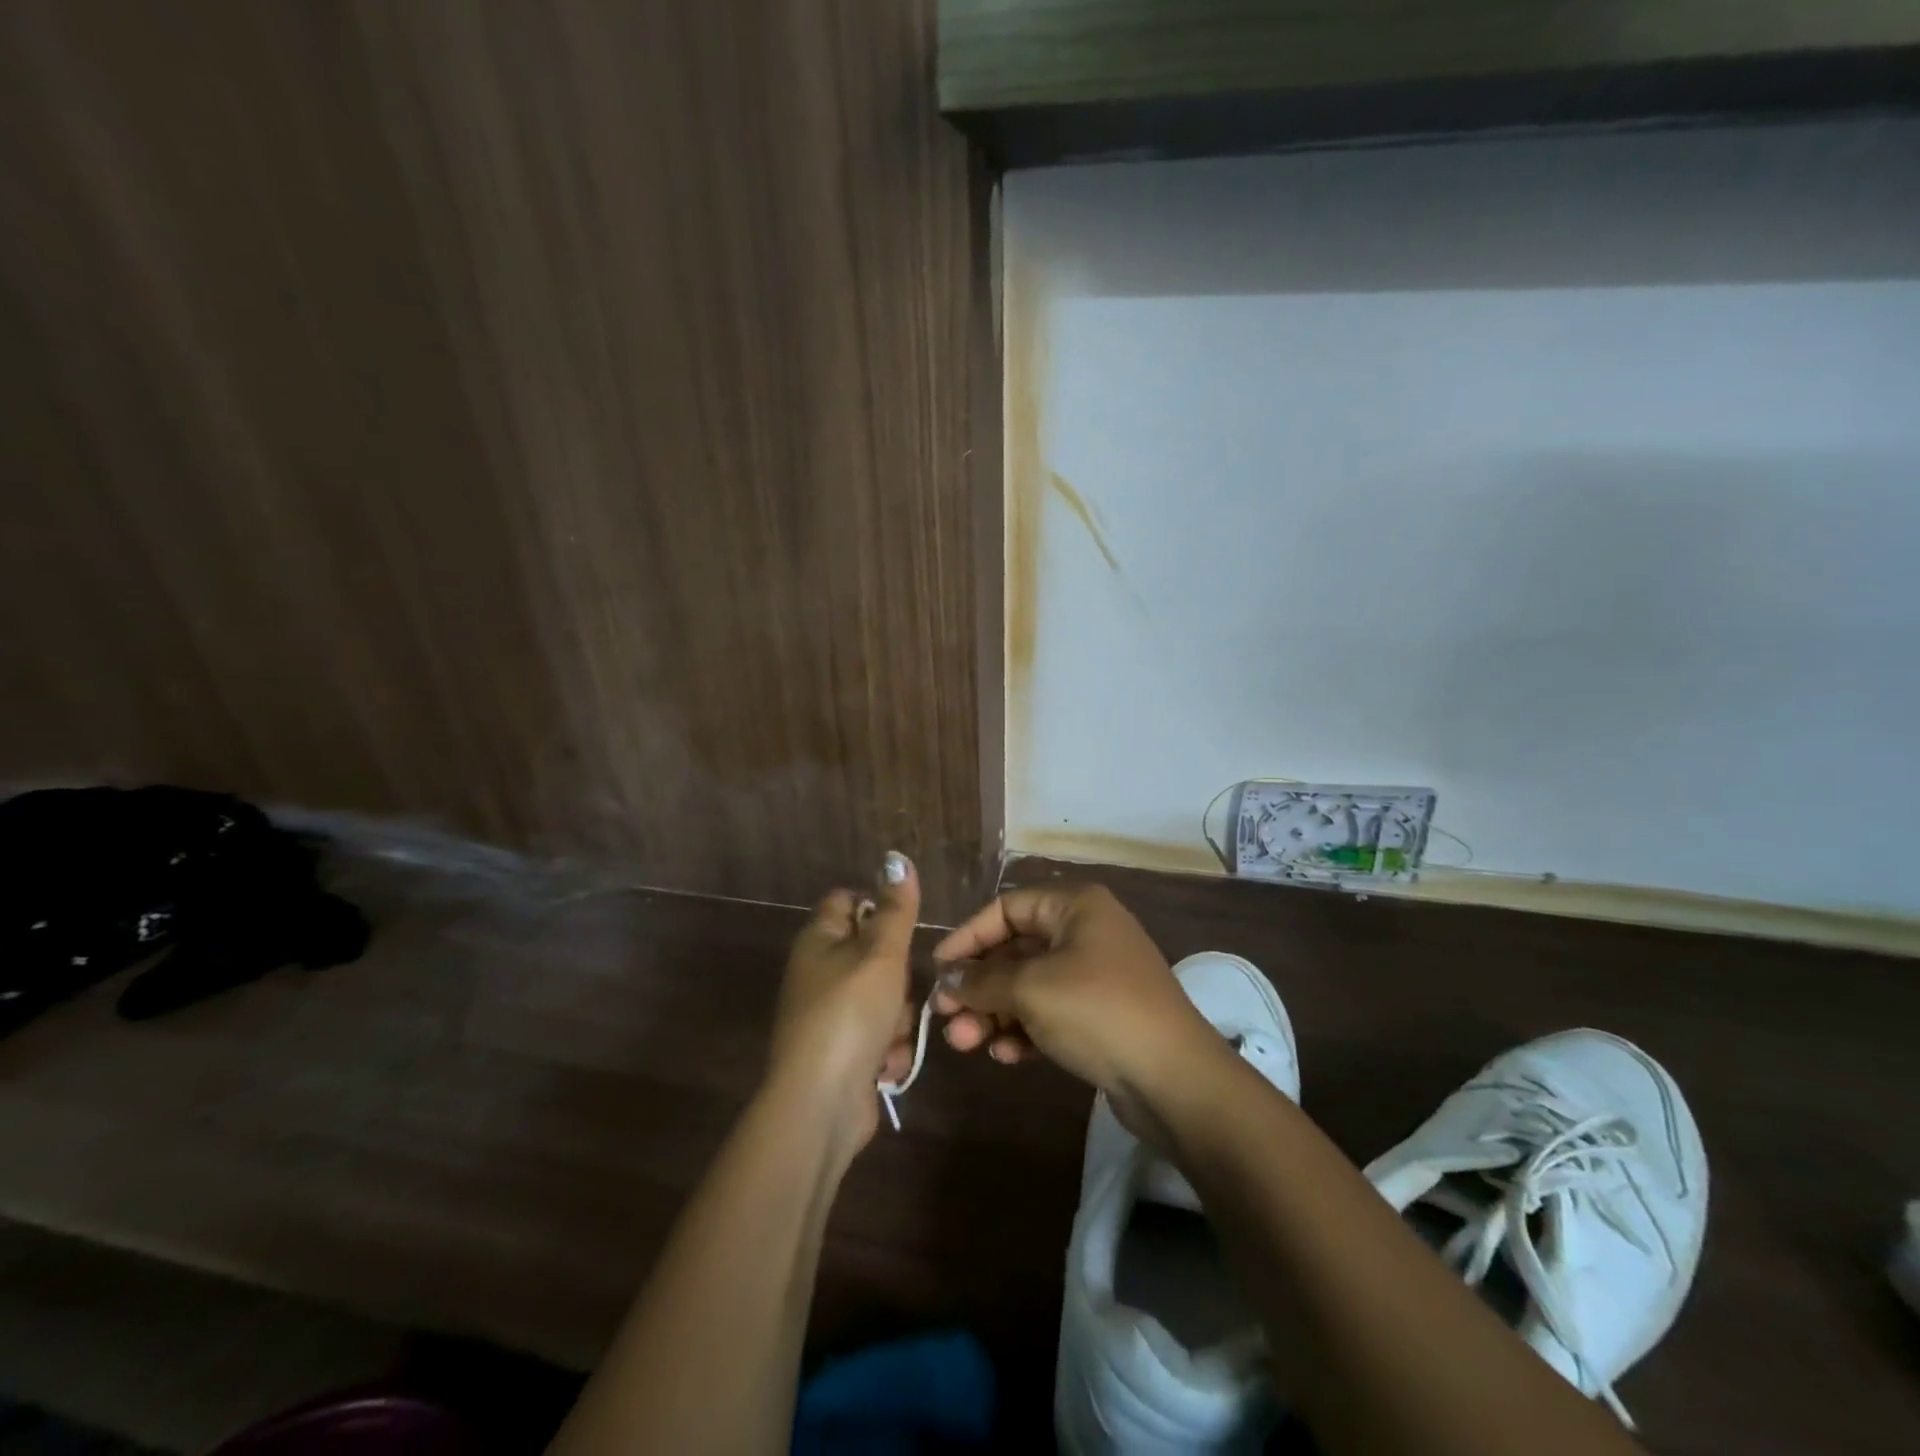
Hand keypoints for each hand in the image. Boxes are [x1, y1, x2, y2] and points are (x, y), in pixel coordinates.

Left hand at [767, 852, 920, 1156]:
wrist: (820, 1103)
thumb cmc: (850, 1013)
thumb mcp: (881, 952)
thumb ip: (895, 908)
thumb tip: (896, 857)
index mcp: (819, 939)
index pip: (849, 901)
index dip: (879, 908)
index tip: (903, 930)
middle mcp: (820, 972)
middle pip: (876, 954)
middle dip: (899, 977)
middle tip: (900, 990)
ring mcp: (830, 1015)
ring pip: (885, 998)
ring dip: (898, 1018)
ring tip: (891, 1035)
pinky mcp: (843, 1052)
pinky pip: (880, 1036)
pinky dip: (887, 1050)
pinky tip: (884, 1065)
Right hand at [930, 883, 1217, 1106]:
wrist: (1173, 1078)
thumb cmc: (1097, 1011)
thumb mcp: (1031, 989)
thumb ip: (982, 981)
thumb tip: (948, 980)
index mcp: (1075, 905)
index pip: (1006, 908)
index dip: (968, 937)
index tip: (937, 969)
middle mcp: (1085, 930)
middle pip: (1015, 949)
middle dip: (978, 985)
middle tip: (946, 1018)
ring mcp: (1095, 973)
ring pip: (1029, 985)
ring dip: (995, 1012)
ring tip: (966, 1044)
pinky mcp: (1100, 1013)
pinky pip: (1050, 1011)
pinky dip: (1024, 1029)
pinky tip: (1005, 1056)